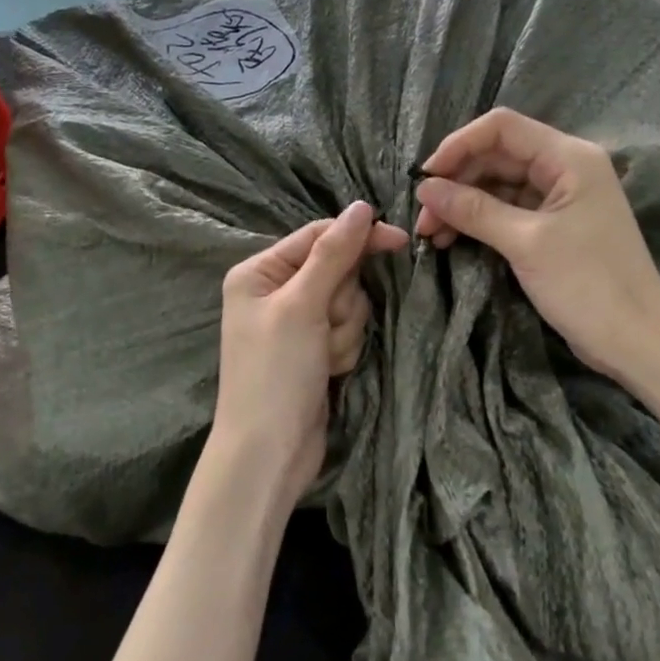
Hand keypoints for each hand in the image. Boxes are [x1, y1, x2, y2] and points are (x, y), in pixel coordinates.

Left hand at [208, 202, 407, 511]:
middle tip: (326, 328)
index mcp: (259, 272)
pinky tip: (329, 371)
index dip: (358, 238)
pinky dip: (344, 348)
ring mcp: (296, 322)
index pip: (318, 236)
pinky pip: (346, 330)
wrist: (269, 454)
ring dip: (345, 329)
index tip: (400, 241)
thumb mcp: (302, 306)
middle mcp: (275, 291)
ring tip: (324, 357)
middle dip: (342, 301)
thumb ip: (333, 255)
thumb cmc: (276, 373)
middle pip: (338, 270)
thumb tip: (361, 206)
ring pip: (348, 302)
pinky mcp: (314, 348)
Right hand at [414, 109, 659, 379]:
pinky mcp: (555, 226)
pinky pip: (509, 210)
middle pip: (497, 155)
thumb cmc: (588, 285)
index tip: (425, 178)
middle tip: (422, 218)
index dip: (458, 145)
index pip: (502, 128)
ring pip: (499, 185)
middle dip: (456, 181)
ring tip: (430, 234)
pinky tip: (452, 239)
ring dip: (463, 204)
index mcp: (569, 157)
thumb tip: (425, 188)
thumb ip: (474, 210)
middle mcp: (566, 167)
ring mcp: (561, 198)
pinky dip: (480, 221)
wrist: (638, 342)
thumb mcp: (526, 243)